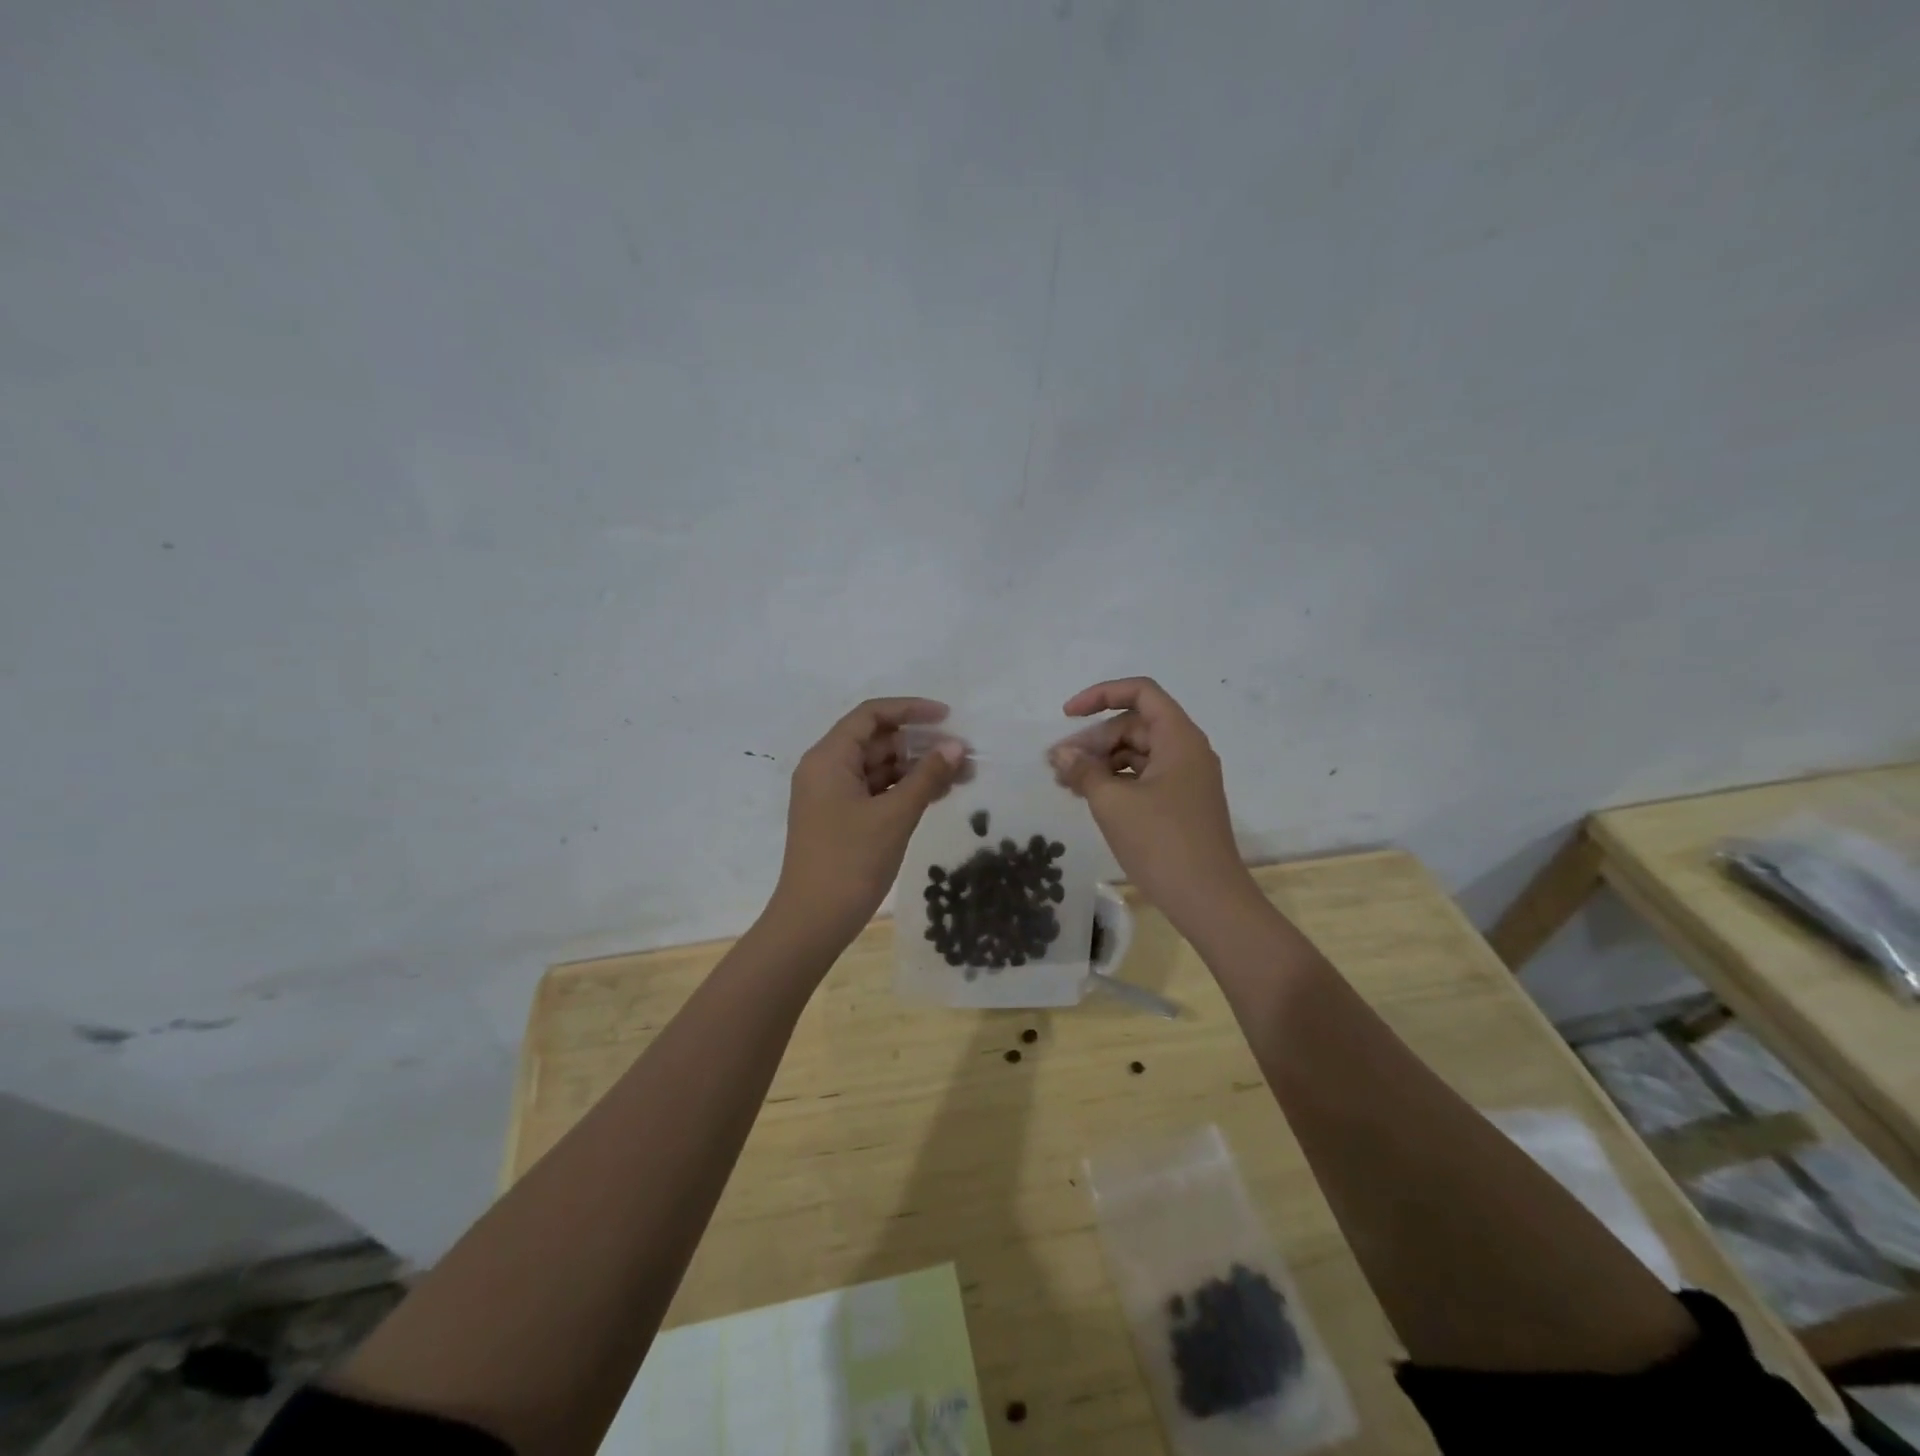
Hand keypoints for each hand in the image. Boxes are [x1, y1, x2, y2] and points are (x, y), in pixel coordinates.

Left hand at [769, 697, 964, 946]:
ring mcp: (832, 796)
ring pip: (880, 768)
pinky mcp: (841, 819)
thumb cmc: (850, 862)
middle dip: (921, 744)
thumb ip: (927, 777)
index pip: (871, 715)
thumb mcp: (894, 816)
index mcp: (829, 758)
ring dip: (917, 769)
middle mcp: (827, 769)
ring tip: (961, 777)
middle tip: (963, 756)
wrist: (812, 922)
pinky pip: (876, 791)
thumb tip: (956, 746)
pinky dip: (904, 790)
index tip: (948, 717)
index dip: (911, 710)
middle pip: (877, 741)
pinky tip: (937, 795)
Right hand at [1049, 678, 1259, 931]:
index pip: (1140, 693)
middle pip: (1134, 725)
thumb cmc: (1162, 843)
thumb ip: (1084, 771)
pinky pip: (1143, 778)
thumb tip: (1061, 754)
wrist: (1209, 901)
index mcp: (1179, 738)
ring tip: (1065, 784)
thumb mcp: (1114, 803)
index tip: (1067, 715)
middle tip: (1057, 766)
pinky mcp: (1180, 804)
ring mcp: (1186, 779)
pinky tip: (1088, 798)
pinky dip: (1115, 782)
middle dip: (1093, 740)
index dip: (1101, 695)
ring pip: (1136, 753)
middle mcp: (1187, 751)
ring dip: (1100, 763)